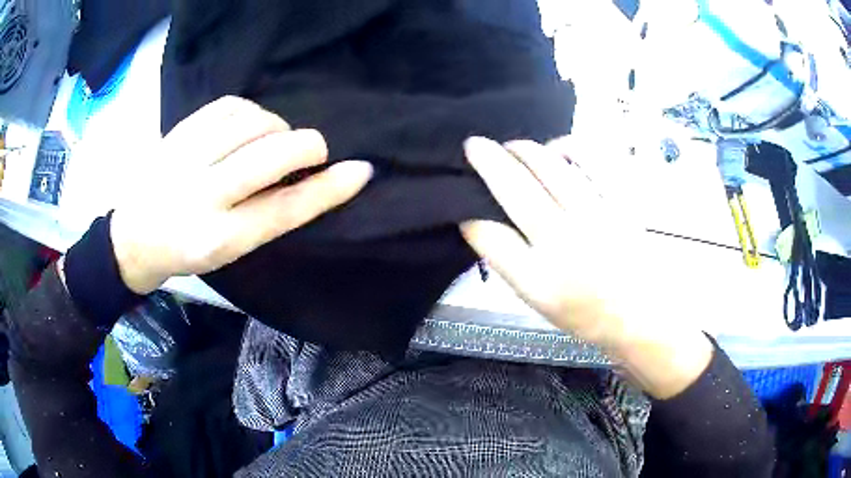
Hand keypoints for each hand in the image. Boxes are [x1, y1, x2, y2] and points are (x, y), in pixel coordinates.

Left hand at [110, 97, 372, 293]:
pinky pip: (231, 106)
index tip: (360, 170)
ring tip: (273, 140)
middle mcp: (202, 197)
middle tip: (314, 150)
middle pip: (272, 156)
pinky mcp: (178, 133)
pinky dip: (252, 111)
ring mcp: (186, 159)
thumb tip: (309, 177)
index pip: (284, 209)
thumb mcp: (227, 251)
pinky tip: (250, 125)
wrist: (131, 236)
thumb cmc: (185, 251)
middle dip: (309, 145)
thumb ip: (265, 216)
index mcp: (218, 239)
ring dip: (278, 127)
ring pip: (254, 123)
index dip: (328, 189)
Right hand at [460, 137, 711, 398]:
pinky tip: (557, 147)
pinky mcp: (620, 201)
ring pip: (549, 166)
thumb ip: (509, 263)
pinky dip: (569, 145)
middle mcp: (565, 243)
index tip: (464, 205)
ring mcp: (595, 217)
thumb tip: (481, 224)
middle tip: (474, 145)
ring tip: (512, 146)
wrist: (641, 314)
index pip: (490, 236)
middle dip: (488, 161)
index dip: (471, 215)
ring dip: (523, 149)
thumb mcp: (538, 301)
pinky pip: (591, 159)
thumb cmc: (587, 312)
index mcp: (540, 278)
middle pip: (516, 188)